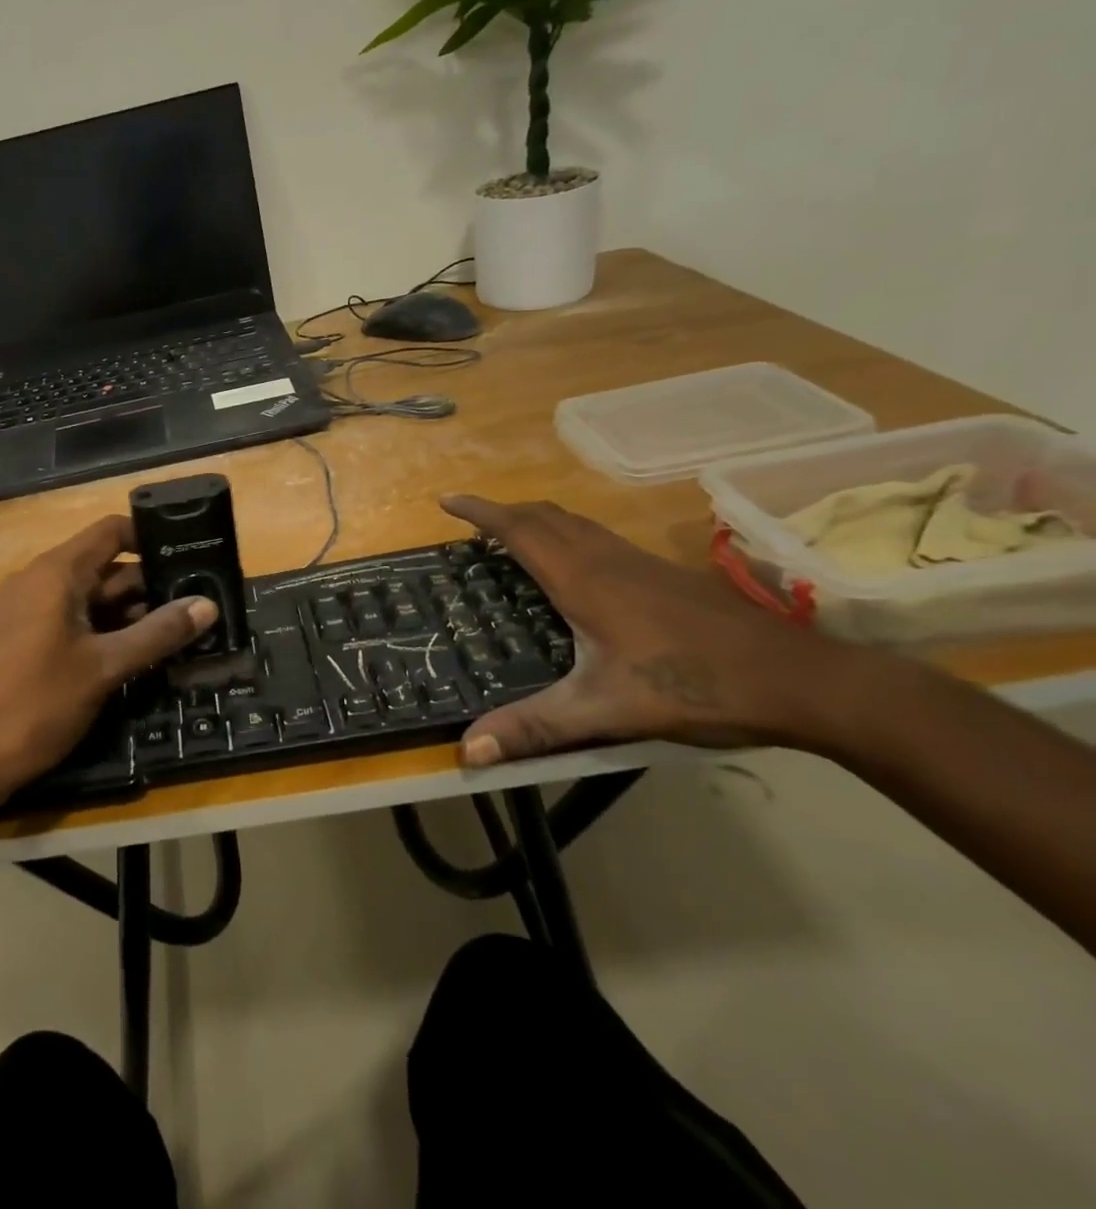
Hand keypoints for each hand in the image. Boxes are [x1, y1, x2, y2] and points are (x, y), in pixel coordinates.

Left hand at [0, 515, 217, 816]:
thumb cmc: (37, 704)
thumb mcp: (104, 667)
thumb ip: (157, 633)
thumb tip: (208, 605)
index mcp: (55, 574)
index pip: (110, 532)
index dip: (150, 537)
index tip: (190, 552)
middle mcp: (39, 581)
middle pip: (105, 566)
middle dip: (150, 583)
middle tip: (199, 599)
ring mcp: (29, 610)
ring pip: (91, 597)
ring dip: (132, 611)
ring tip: (182, 627)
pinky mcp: (26, 638)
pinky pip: (74, 619)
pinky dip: (107, 628)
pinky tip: (141, 650)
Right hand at [440, 495, 847, 767]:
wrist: (804, 680)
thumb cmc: (696, 685)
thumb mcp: (606, 710)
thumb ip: (536, 726)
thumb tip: (468, 750)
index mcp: (584, 579)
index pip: (520, 529)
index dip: (480, 511)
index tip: (446, 500)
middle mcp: (608, 559)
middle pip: (546, 516)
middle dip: (504, 511)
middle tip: (472, 522)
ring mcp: (641, 563)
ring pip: (576, 524)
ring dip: (537, 520)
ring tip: (512, 538)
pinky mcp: (665, 575)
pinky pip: (599, 538)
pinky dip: (567, 536)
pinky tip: (575, 570)